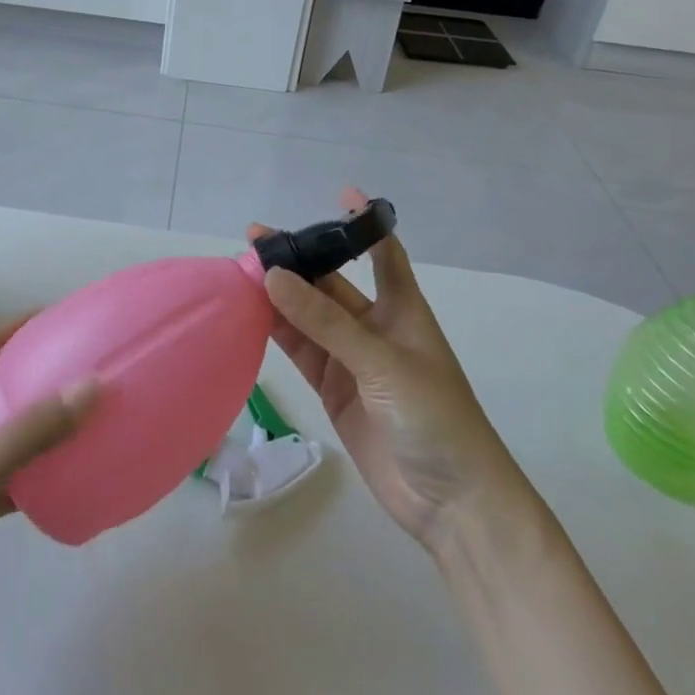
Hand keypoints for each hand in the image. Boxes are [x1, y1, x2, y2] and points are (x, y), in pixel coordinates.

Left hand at [0, 320, 96, 660]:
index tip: (63, 317)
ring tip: (83, 422)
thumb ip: (31, 431)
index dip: (21, 324)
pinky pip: (3, 479)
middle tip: (86, 372)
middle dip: (39, 374)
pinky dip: (31, 477)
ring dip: (39, 426)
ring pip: (4, 434)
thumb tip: (93, 385)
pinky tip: (60, 485)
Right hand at [255, 189, 507, 553]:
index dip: (365, 224)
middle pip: (331, 284)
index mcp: (403, 310)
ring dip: (280, 297)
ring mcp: (352, 360)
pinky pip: (302, 352)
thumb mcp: (381, 361)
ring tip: (242, 273)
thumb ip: (325, 321)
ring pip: (309, 317)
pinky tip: (252, 316)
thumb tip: (273, 276)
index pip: (384, 254)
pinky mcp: (334, 390)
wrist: (452, 502)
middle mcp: (375, 328)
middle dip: (299, 262)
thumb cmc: (434, 417)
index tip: (342, 192)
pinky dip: (278, 333)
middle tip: (255, 241)